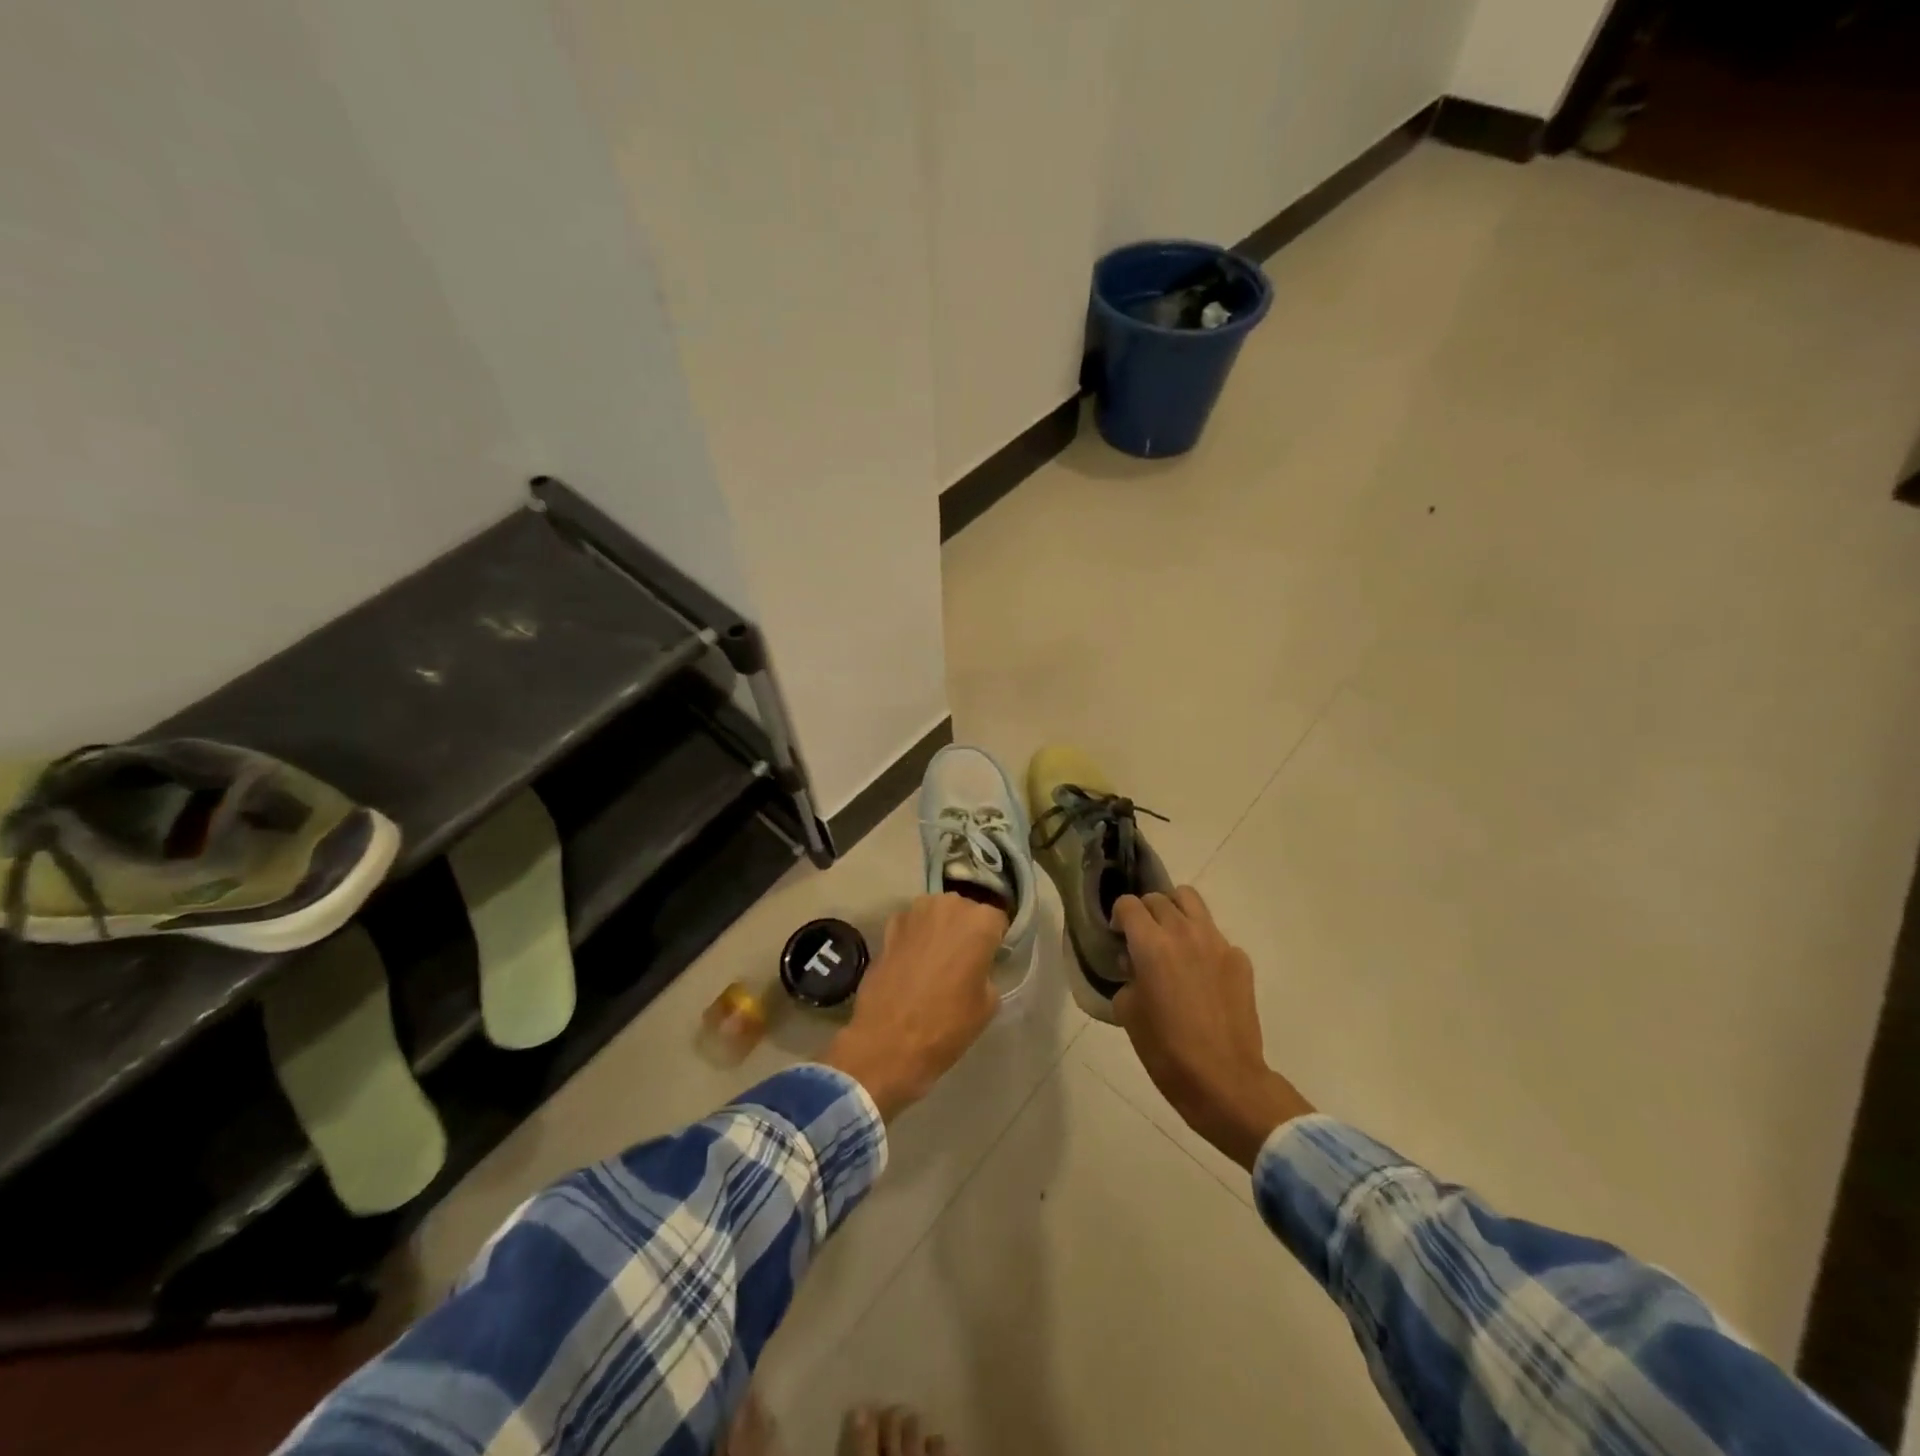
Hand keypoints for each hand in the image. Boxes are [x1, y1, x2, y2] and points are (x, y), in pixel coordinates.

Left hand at [821, 893, 1007, 1120]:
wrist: (887, 1042)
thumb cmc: (946, 1025)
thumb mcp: (987, 1005)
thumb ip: (987, 972)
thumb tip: (976, 967)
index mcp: (979, 922)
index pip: (997, 921)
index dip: (994, 942)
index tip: (988, 961)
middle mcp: (948, 906)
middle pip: (965, 912)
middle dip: (965, 931)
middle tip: (962, 962)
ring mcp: (915, 912)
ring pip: (936, 914)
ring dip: (939, 930)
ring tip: (935, 962)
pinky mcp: (888, 926)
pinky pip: (911, 925)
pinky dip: (914, 938)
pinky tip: (911, 964)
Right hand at [1112, 887, 1313, 1167]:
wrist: (1225, 1080)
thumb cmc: (1166, 1050)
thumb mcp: (1128, 1012)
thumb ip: (1128, 977)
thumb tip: (1137, 965)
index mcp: (1151, 944)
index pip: (1129, 904)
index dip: (1119, 916)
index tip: (1118, 935)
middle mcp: (1184, 932)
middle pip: (1159, 898)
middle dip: (1145, 913)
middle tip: (1142, 939)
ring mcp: (1217, 943)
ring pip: (1192, 901)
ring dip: (1175, 912)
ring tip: (1171, 940)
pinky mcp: (1240, 960)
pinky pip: (1215, 935)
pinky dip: (1202, 943)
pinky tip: (1201, 975)